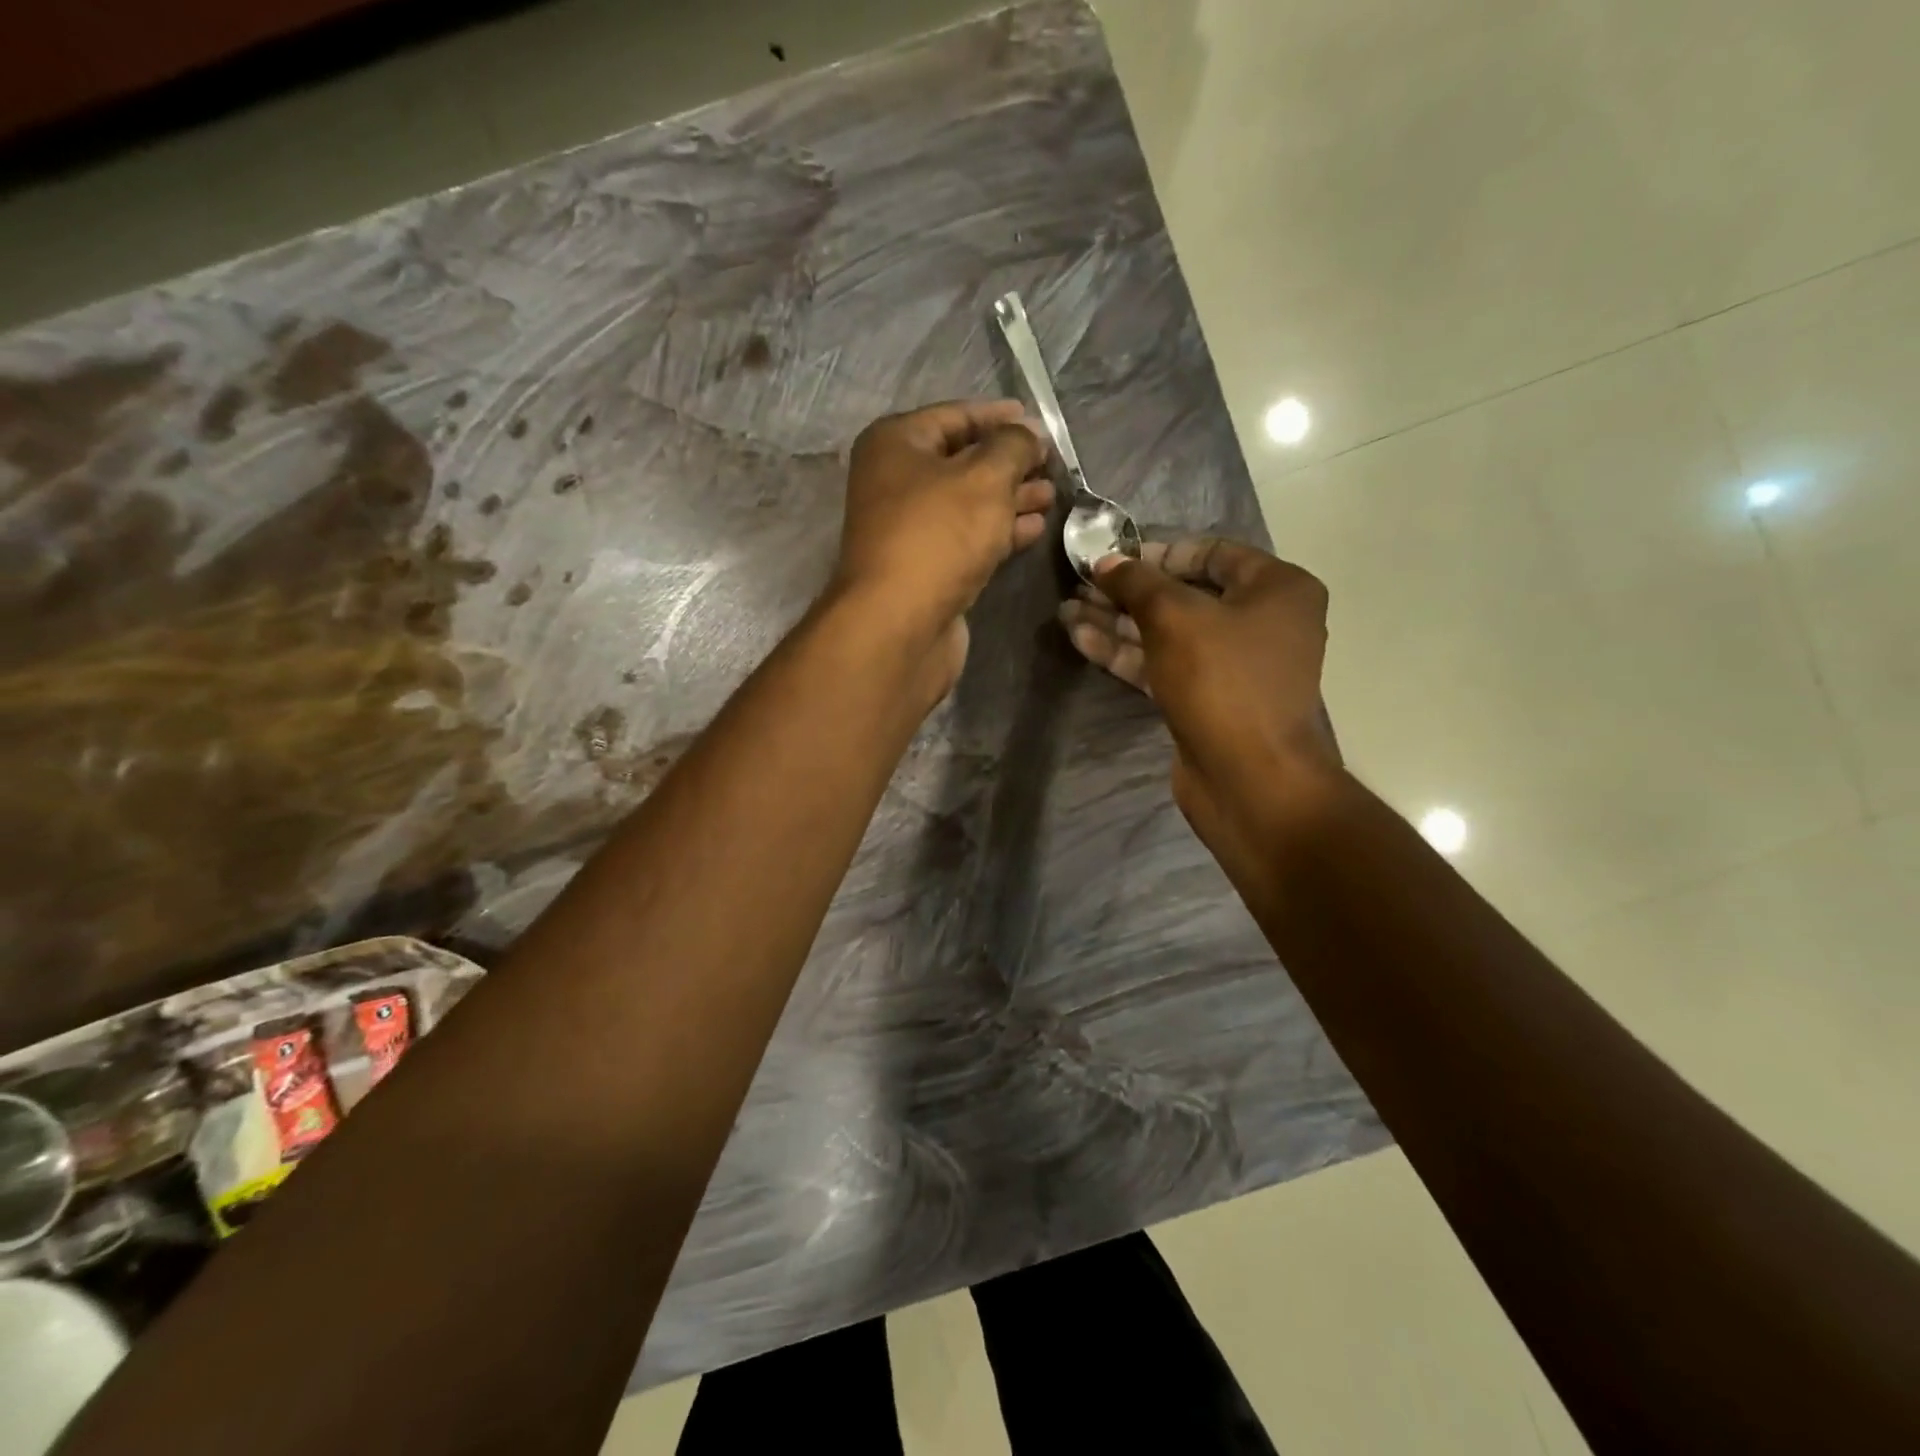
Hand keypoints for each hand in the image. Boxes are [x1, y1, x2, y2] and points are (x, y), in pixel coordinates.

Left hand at [831, 400, 1053, 695]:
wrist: (899, 624)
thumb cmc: (938, 536)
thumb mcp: (985, 477)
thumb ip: (1013, 447)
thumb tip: (1028, 434)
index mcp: (895, 444)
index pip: (954, 416)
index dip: (999, 417)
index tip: (1040, 423)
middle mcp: (896, 482)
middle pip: (962, 462)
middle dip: (1010, 463)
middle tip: (1053, 465)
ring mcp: (910, 530)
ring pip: (968, 503)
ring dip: (1011, 498)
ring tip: (1052, 496)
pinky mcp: (926, 568)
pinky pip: (968, 538)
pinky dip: (1001, 531)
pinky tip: (1035, 529)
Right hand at [1059, 537, 1340, 844]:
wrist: (1249, 778)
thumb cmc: (1222, 681)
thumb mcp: (1174, 617)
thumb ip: (1137, 583)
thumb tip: (1106, 562)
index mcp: (1276, 589)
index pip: (1211, 553)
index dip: (1157, 551)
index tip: (1111, 556)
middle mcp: (1260, 622)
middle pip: (1184, 595)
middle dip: (1128, 591)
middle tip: (1079, 585)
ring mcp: (1231, 665)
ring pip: (1167, 633)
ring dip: (1117, 622)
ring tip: (1066, 611)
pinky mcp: (1206, 699)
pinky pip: (1163, 665)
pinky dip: (1126, 653)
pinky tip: (1081, 640)